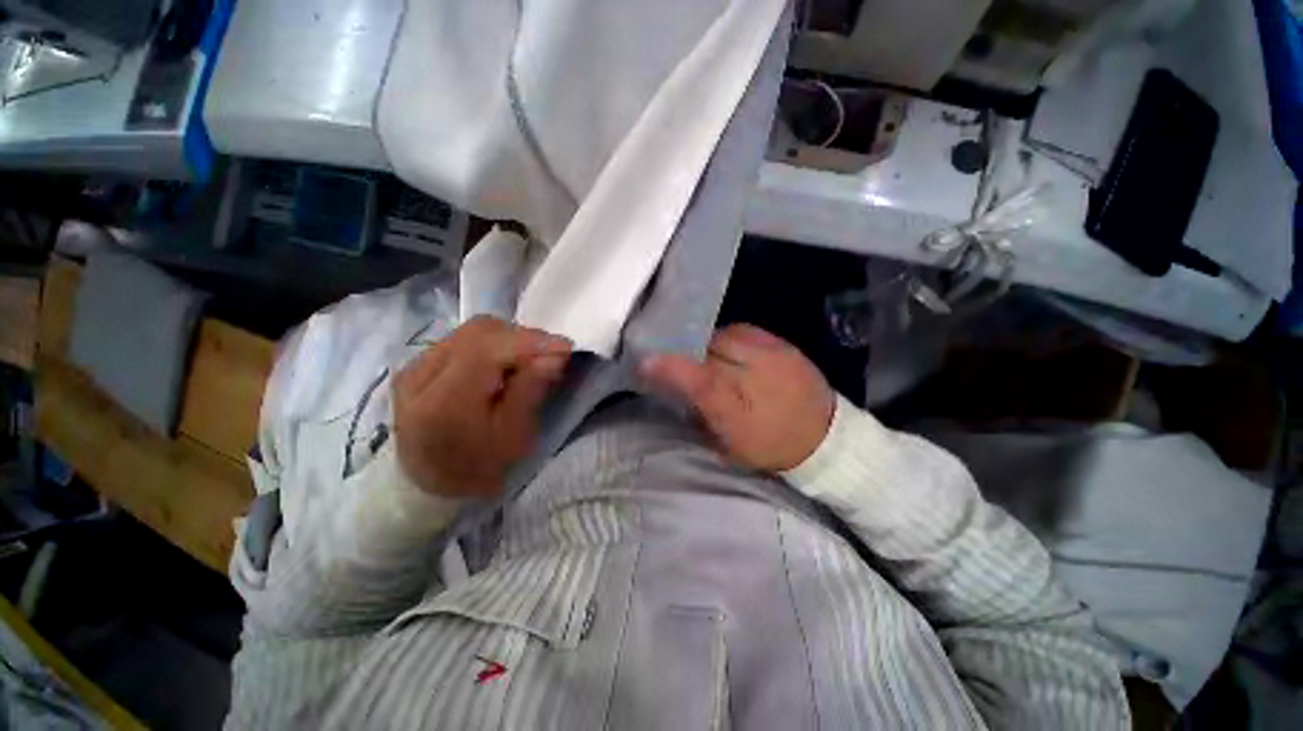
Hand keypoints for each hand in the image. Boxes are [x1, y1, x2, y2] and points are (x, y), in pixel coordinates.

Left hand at [394, 316, 571, 499]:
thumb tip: (555, 355)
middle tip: (550, 354)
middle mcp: (420, 375)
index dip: (529, 342)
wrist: (427, 486)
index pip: (486, 351)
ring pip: (472, 330)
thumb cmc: (477, 470)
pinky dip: (493, 343)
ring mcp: (415, 366)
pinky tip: (506, 362)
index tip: (565, 347)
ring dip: (509, 339)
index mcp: (442, 403)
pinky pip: (464, 338)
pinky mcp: (419, 363)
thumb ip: (529, 392)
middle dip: (522, 337)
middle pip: (479, 332)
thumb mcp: (512, 438)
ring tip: (531, 359)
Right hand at [641, 324, 834, 471]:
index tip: (645, 362)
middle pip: (708, 350)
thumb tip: (676, 388)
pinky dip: (731, 338)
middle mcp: (756, 377)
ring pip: (726, 335)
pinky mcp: (785, 345)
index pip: (699, 380)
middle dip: (689, 352)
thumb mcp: (728, 444)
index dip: (668, 367)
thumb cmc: (770, 447)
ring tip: (710, 356)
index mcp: (740, 412)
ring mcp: (773, 356)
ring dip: (710, 344)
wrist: (825, 438)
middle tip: (682, 360)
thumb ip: (699, 414)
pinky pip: (746, 330)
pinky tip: (732, 349)